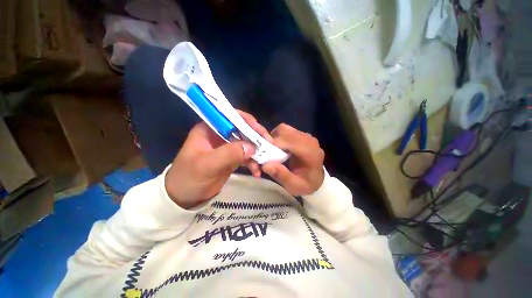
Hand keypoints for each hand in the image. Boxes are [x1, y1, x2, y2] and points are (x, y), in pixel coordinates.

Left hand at [164, 111, 269, 208]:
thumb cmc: (189, 178)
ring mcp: (227, 147)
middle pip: (242, 130)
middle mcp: (220, 135)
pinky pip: (247, 157)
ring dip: (257, 152)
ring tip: (265, 162)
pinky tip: (257, 172)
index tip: (259, 131)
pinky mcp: (232, 158)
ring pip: (247, 143)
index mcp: (209, 129)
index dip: (246, 121)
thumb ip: (229, 153)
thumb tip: (252, 147)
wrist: (185, 197)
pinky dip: (253, 163)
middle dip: (256, 137)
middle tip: (269, 145)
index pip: (230, 117)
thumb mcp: (207, 164)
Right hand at [262, 124, 324, 195]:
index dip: (275, 143)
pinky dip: (278, 137)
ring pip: (284, 129)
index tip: (263, 152)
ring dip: (274, 138)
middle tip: (265, 152)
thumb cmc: (305, 184)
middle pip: (285, 131)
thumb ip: (281, 176)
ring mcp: (306, 136)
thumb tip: (265, 165)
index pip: (291, 141)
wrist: (315, 179)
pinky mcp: (301, 135)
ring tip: (271, 150)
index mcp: (311, 153)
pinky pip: (286, 131)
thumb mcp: (294, 186)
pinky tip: (278, 147)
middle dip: (272, 140)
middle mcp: (310, 141)